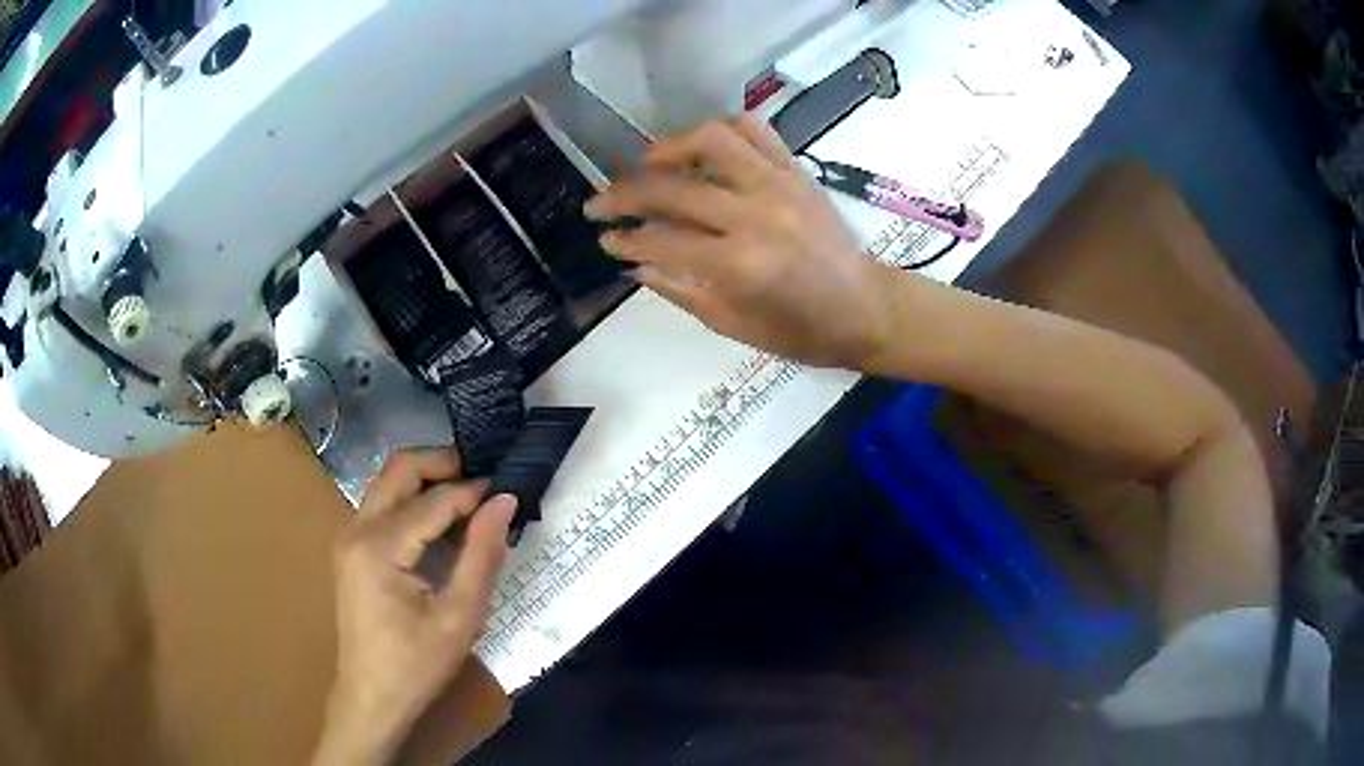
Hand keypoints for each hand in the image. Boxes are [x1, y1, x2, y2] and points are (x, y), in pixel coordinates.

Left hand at [314, 448, 515, 764]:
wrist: (372, 697)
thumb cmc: (417, 664)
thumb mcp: (460, 616)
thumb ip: (482, 554)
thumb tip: (505, 501)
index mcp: (378, 546)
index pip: (433, 499)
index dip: (474, 492)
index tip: (509, 492)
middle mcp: (356, 528)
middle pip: (399, 469)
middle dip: (444, 464)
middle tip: (486, 479)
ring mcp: (348, 536)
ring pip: (389, 483)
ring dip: (428, 481)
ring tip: (471, 500)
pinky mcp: (351, 548)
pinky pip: (383, 506)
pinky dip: (414, 501)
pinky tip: (442, 524)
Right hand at [584, 116, 901, 369]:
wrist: (867, 308)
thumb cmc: (803, 332)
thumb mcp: (735, 326)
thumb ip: (680, 290)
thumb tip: (637, 263)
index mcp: (739, 265)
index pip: (660, 240)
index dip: (624, 239)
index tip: (604, 238)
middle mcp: (754, 214)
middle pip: (671, 188)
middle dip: (622, 194)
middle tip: (599, 203)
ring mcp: (778, 184)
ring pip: (711, 140)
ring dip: (669, 147)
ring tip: (647, 164)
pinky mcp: (796, 170)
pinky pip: (754, 131)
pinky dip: (720, 130)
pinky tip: (701, 147)